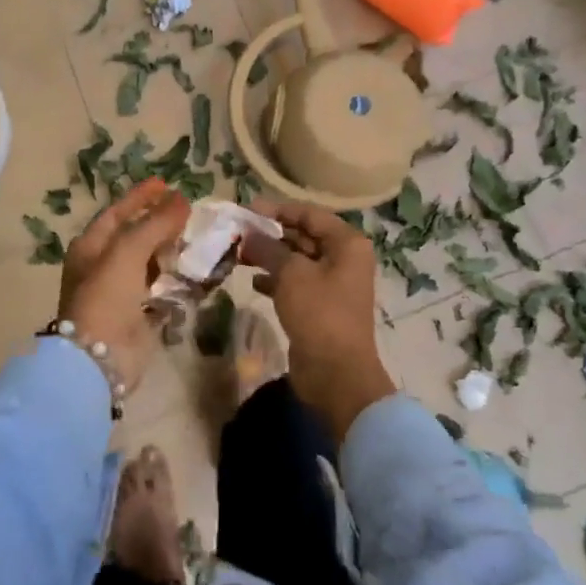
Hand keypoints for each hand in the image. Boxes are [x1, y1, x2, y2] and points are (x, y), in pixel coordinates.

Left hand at [58, 178, 189, 393]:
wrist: (99, 359)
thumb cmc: (106, 296)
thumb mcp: (128, 251)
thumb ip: (156, 223)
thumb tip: (181, 199)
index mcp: (90, 247)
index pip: (118, 213)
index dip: (141, 197)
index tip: (166, 183)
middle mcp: (103, 266)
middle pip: (135, 236)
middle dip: (160, 223)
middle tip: (189, 212)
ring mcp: (121, 293)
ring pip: (150, 263)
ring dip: (171, 251)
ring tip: (198, 238)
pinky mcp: (139, 316)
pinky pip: (162, 290)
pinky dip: (177, 280)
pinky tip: (198, 271)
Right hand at [241, 201, 395, 443]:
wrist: (336, 374)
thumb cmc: (319, 314)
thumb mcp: (291, 274)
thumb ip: (268, 248)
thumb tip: (248, 234)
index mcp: (347, 244)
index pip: (309, 214)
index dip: (278, 210)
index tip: (247, 210)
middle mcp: (343, 259)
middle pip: (303, 236)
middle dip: (270, 234)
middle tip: (238, 233)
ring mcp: (333, 284)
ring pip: (297, 260)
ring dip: (269, 257)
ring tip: (239, 255)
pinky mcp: (320, 307)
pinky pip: (295, 283)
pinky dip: (275, 280)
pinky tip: (253, 282)